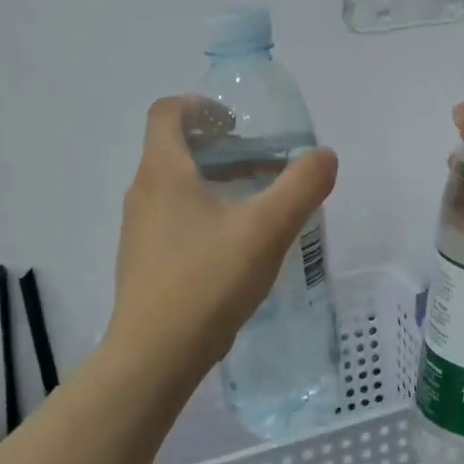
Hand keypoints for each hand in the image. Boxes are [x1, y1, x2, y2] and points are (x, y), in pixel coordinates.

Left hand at [107, 97, 338, 375]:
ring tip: (256, 203)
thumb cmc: (207, 281)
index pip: (167, 112)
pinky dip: (204, 213)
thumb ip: (301, 186)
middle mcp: (142, 193)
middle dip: (220, 146)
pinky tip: (235, 246)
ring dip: (214, 181)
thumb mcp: (266, 229)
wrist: (153, 357)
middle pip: (174, 148)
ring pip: (176, 186)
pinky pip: (173, 218)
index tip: (238, 123)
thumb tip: (324, 156)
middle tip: (261, 162)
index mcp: (163, 172)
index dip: (201, 106)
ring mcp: (139, 230)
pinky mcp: (144, 261)